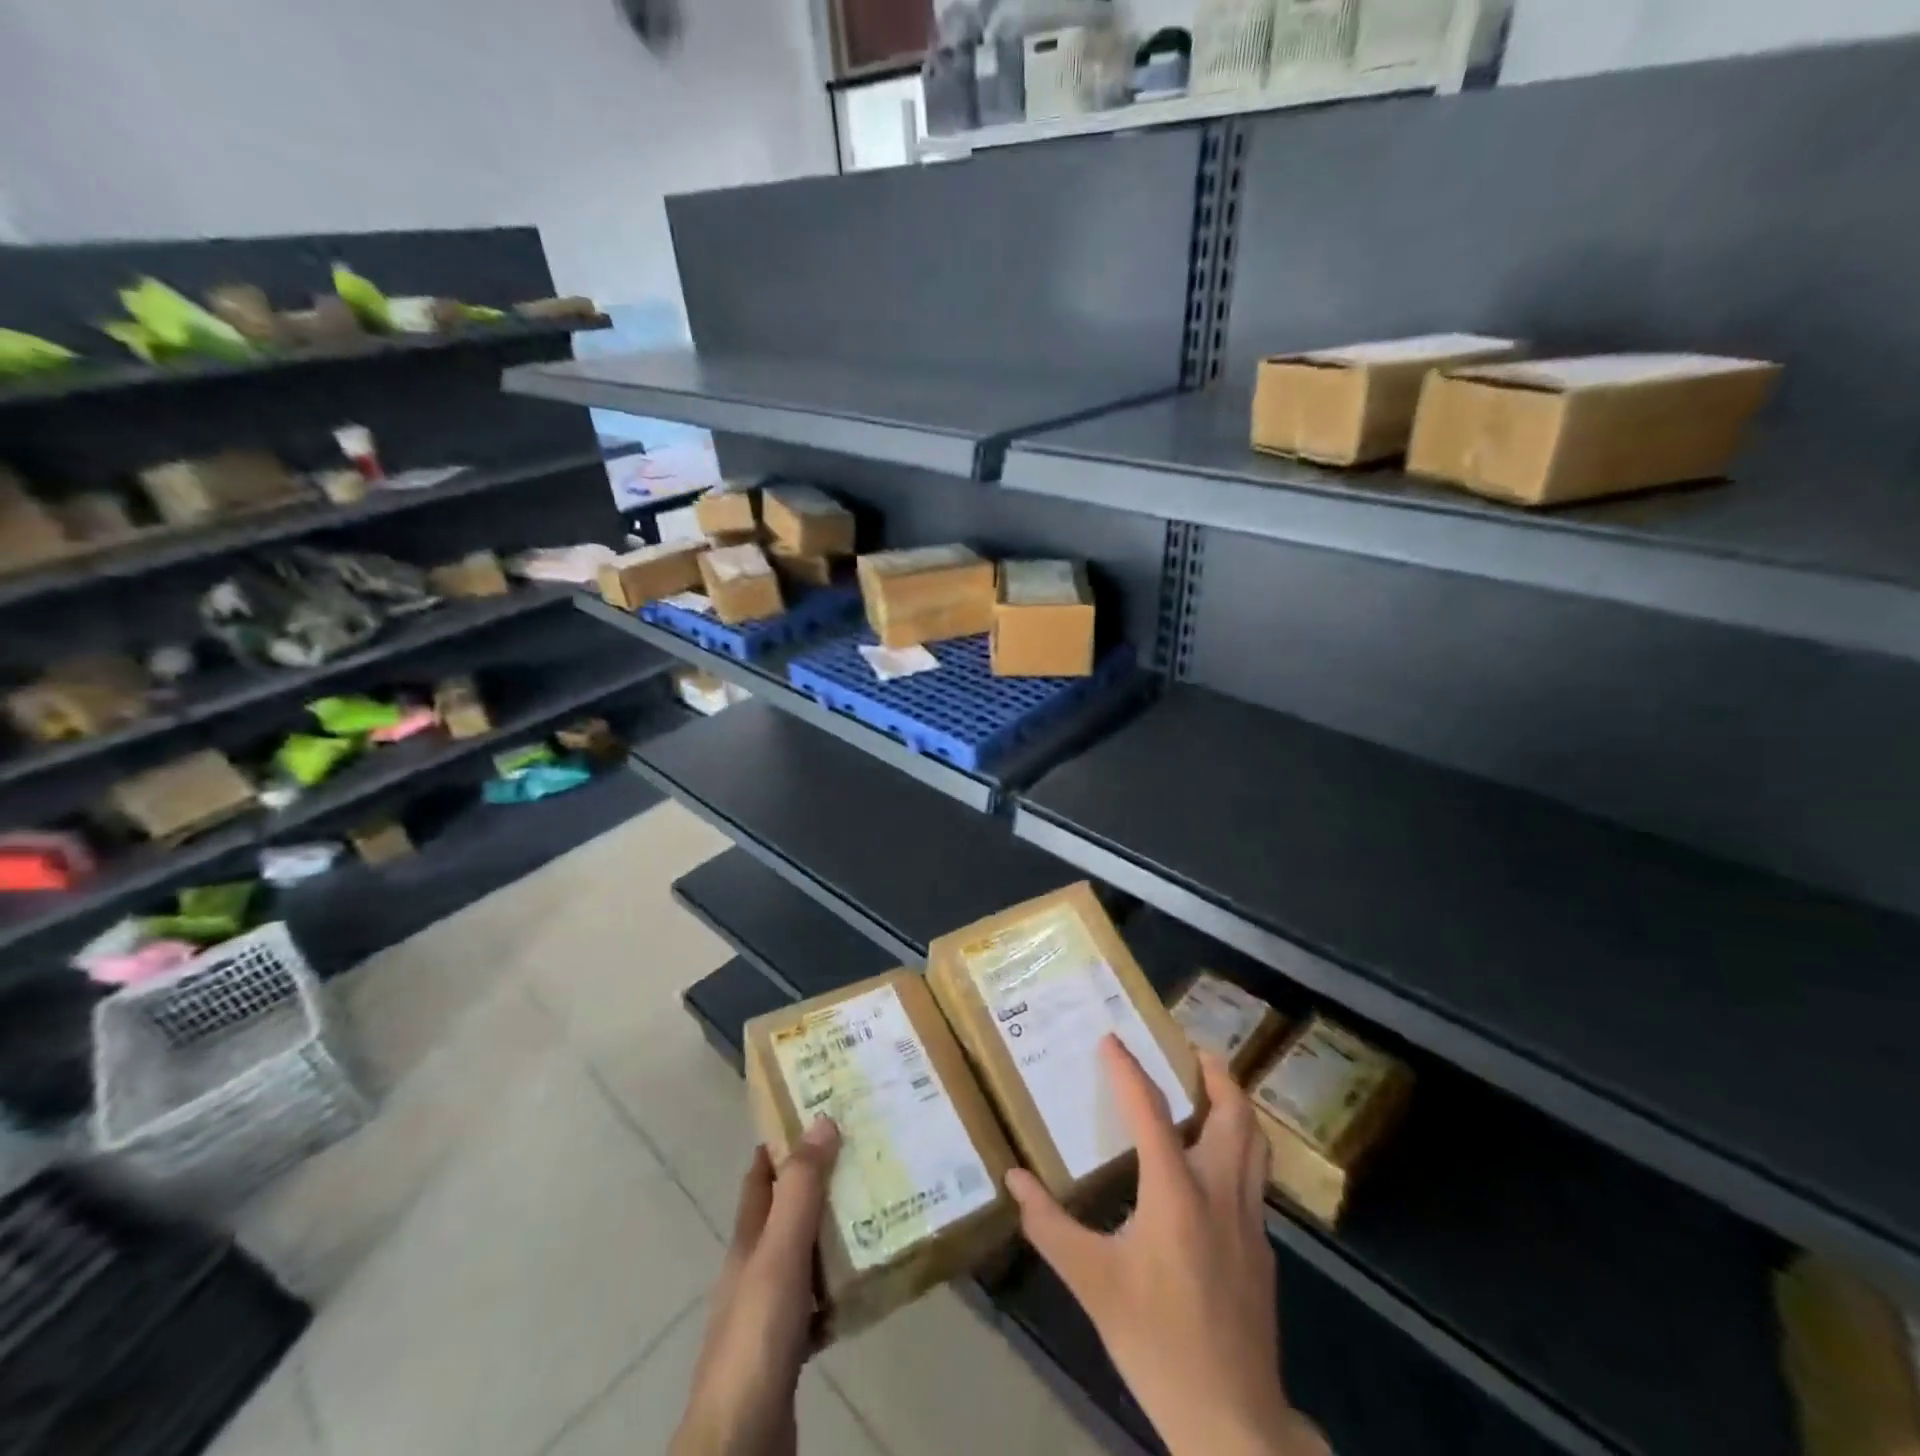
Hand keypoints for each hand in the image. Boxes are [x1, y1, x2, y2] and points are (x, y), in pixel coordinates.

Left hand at [673, 1118, 840, 1455]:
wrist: (742, 1442)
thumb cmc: (757, 1334)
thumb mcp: (779, 1253)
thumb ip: (801, 1191)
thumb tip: (821, 1120)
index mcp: (748, 1241)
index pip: (761, 1176)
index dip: (783, 1142)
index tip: (819, 1111)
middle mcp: (756, 1269)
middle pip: (787, 1213)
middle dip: (820, 1182)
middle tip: (865, 1153)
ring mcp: (771, 1311)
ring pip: (806, 1255)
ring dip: (834, 1232)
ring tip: (879, 1206)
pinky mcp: (789, 1348)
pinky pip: (820, 1303)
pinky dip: (841, 1286)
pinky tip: (869, 1280)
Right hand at [1006, 1039, 1328, 1455]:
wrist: (1231, 1420)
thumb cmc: (1155, 1343)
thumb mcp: (1092, 1284)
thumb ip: (1049, 1226)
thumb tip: (1014, 1178)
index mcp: (1176, 1193)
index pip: (1151, 1112)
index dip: (1129, 1070)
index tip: (1112, 1038)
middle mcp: (1220, 1193)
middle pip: (1233, 1113)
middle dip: (1215, 1073)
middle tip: (1191, 1049)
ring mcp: (1250, 1220)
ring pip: (1255, 1142)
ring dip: (1236, 1105)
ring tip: (1211, 1088)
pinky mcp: (1264, 1248)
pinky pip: (1255, 1176)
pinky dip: (1240, 1147)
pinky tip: (1216, 1164)